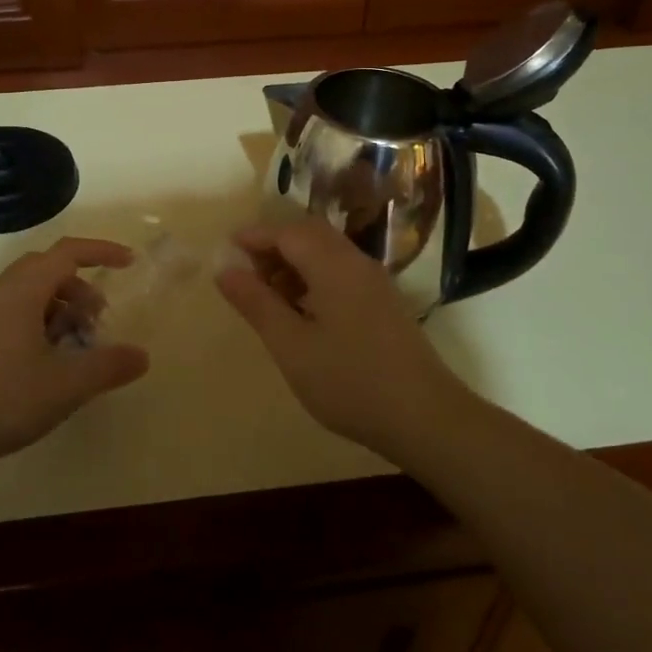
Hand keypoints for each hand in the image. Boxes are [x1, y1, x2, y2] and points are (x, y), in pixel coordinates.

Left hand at [0, 238, 148, 474]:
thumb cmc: (1, 399)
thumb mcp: (65, 386)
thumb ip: (108, 367)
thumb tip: (142, 356)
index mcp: (22, 290)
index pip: (68, 252)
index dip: (102, 252)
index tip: (129, 263)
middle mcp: (0, 290)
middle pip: (48, 269)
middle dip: (81, 288)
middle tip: (98, 322)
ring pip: (30, 292)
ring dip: (60, 308)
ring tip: (74, 347)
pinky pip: (13, 310)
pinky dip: (39, 321)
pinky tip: (44, 362)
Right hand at [216, 218, 457, 463]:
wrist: (427, 418)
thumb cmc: (350, 381)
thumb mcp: (291, 345)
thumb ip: (256, 303)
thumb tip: (225, 269)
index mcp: (333, 265)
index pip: (287, 232)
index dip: (255, 236)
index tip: (226, 249)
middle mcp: (356, 263)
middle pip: (310, 235)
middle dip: (274, 245)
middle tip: (246, 271)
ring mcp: (375, 283)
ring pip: (327, 254)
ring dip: (294, 263)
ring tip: (268, 295)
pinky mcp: (384, 304)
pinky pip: (342, 273)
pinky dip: (314, 278)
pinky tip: (302, 313)